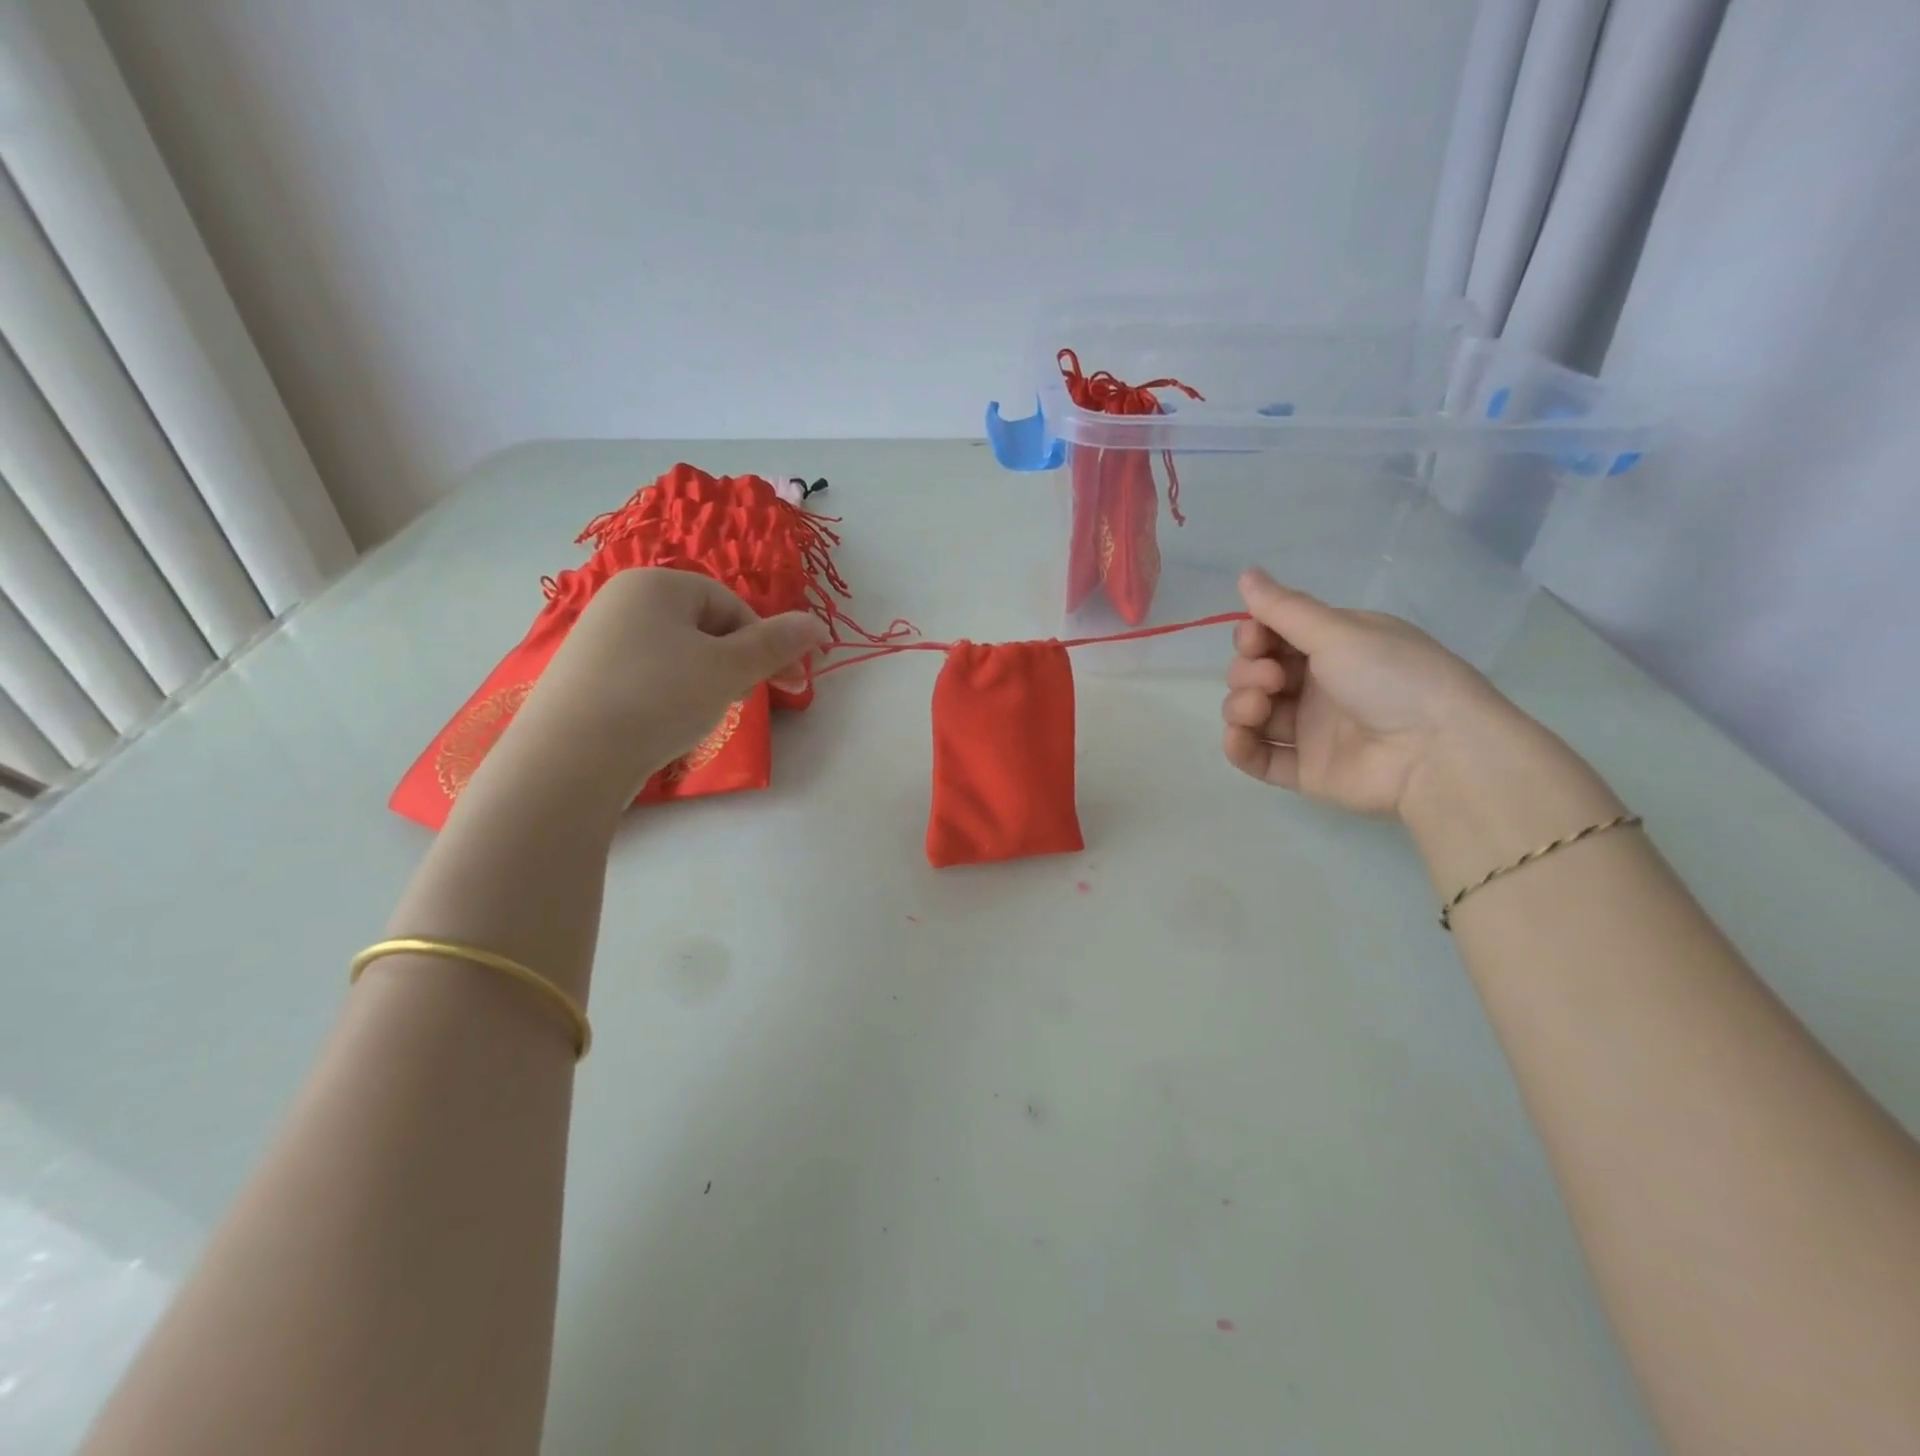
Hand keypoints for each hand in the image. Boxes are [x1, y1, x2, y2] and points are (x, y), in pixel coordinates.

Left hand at [498, 567, 827, 808]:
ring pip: (679, 656)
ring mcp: (599, 641)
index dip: (765, 644)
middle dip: (735, 665)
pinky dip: (670, 698)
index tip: (786, 683)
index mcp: (656, 584)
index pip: (732, 605)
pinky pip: (647, 677)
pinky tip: (667, 726)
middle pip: (705, 628)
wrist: (570, 759)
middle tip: (742, 701)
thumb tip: (817, 623)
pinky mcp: (586, 679)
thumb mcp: (730, 669)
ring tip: (702, 717)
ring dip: (706, 684)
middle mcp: (622, 602)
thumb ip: (777, 644)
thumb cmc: (658, 698)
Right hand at [1220, 569, 1521, 820]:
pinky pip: (1257, 757)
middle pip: (1255, 674)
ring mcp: (1310, 730)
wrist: (1436, 751)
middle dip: (1248, 671)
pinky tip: (1238, 736)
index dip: (1253, 637)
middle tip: (1273, 678)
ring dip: (1240, 705)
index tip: (1256, 640)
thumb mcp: (1339, 632)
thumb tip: (1245, 572)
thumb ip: (1284, 608)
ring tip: (1258, 707)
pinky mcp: (1305, 770)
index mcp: (1333, 648)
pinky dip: (1239, 746)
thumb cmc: (1392, 678)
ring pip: (1251, 713)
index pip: (1272, 638)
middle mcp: (1318, 686)